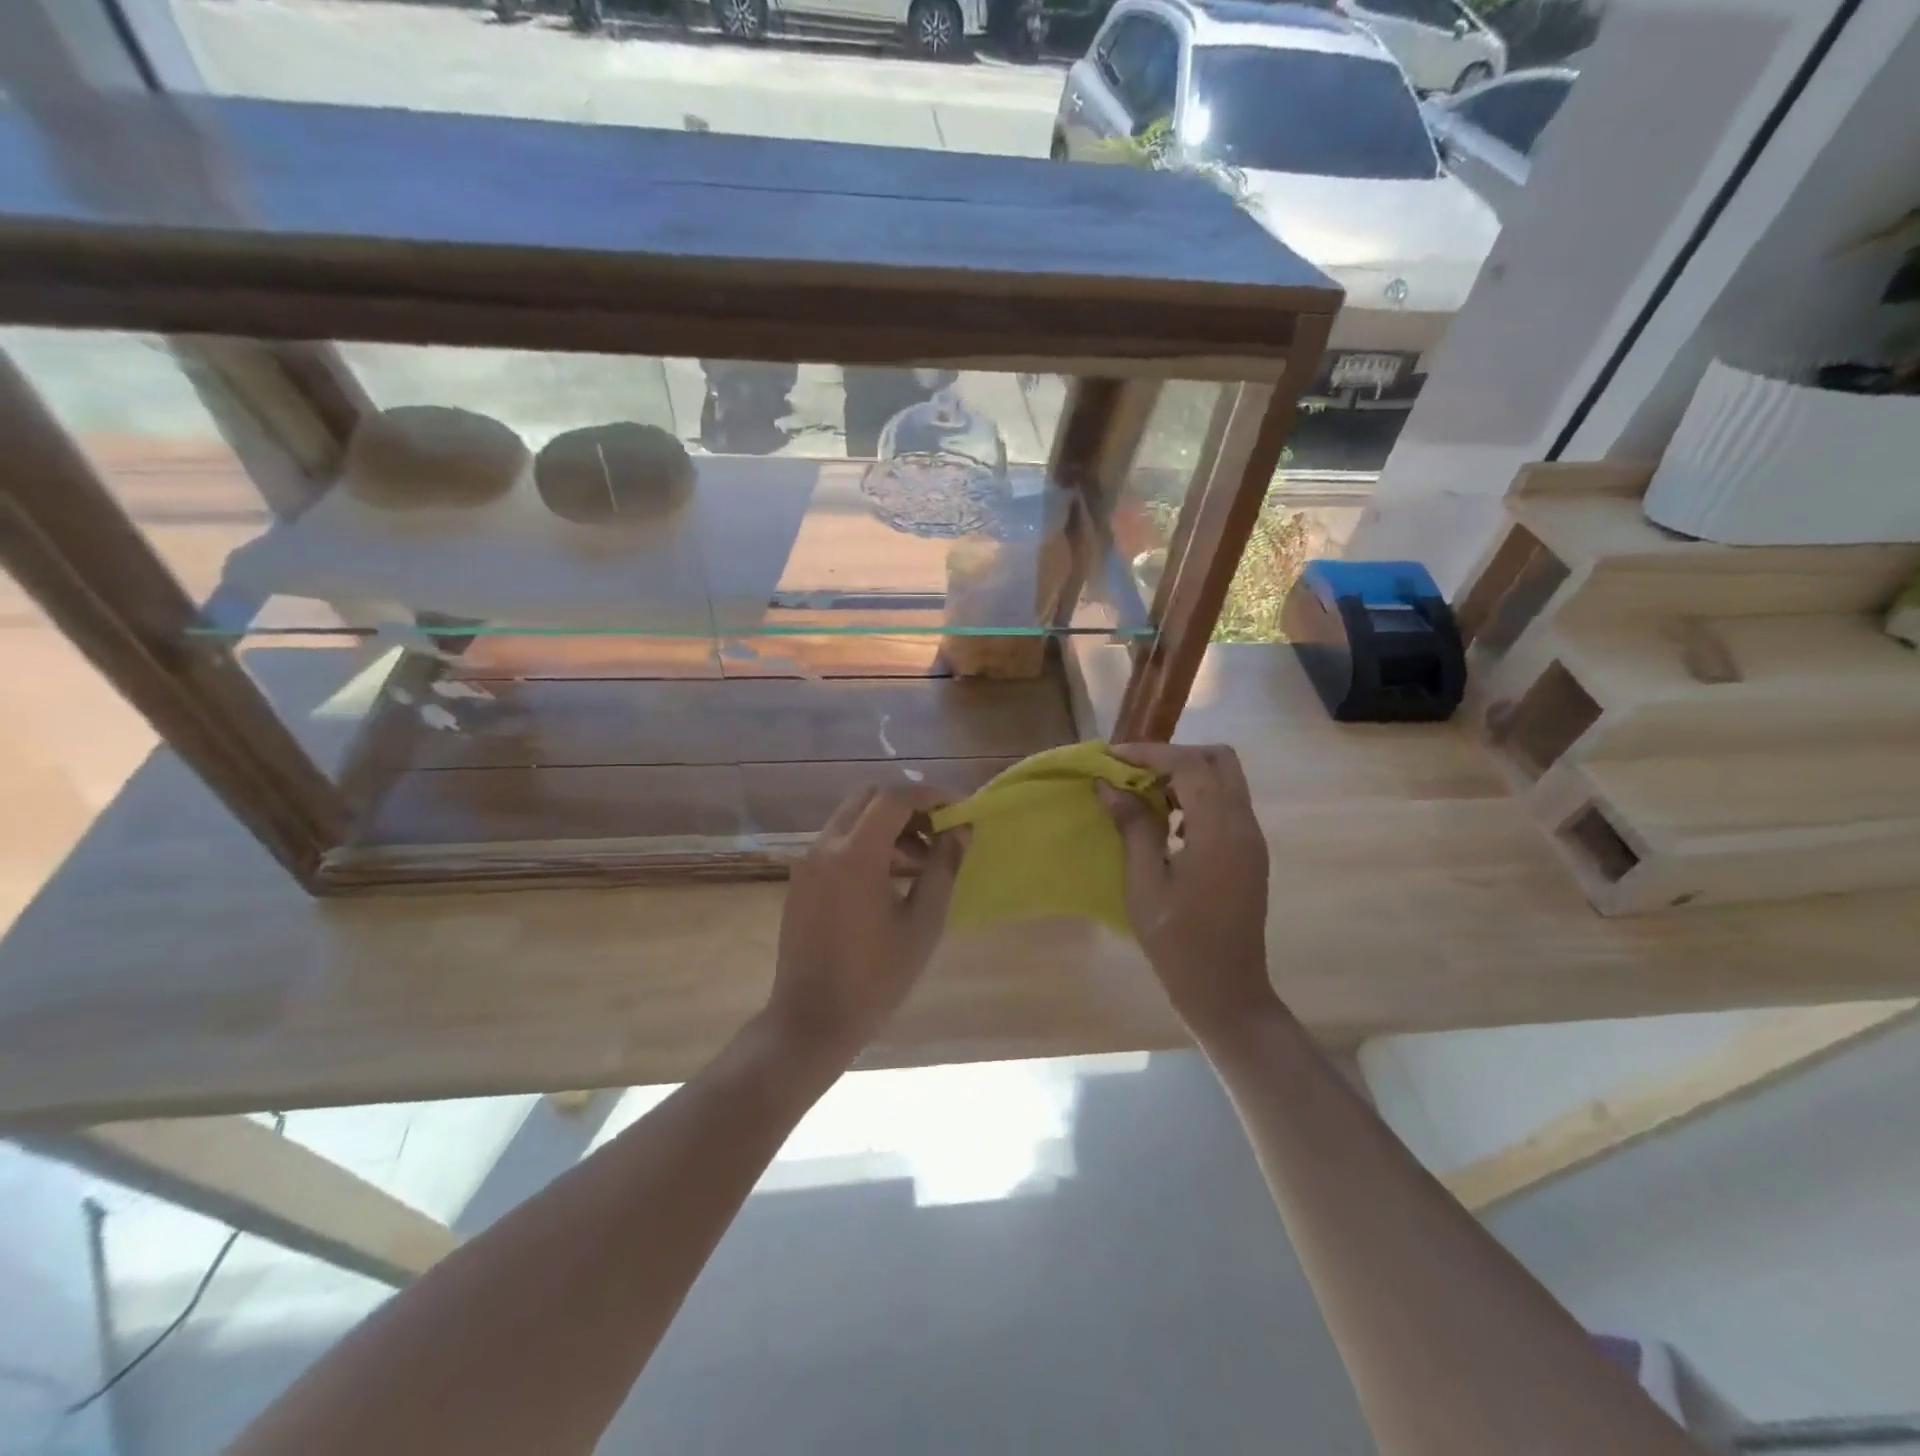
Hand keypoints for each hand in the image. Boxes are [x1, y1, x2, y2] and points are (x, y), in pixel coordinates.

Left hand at [766, 786, 967, 1065]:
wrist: (811, 1020)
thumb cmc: (876, 978)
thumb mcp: (923, 923)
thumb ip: (944, 867)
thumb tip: (962, 829)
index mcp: (855, 854)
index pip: (895, 796)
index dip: (931, 795)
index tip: (959, 810)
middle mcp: (825, 846)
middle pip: (870, 798)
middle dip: (909, 805)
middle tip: (940, 831)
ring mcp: (808, 862)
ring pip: (853, 818)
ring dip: (889, 825)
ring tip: (922, 861)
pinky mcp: (801, 879)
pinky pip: (838, 841)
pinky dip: (868, 842)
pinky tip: (891, 878)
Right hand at [1098, 744, 1277, 1035]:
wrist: (1226, 992)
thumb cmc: (1178, 942)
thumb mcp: (1145, 884)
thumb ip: (1132, 827)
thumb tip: (1108, 785)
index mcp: (1220, 830)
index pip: (1190, 764)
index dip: (1150, 753)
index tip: (1112, 757)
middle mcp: (1244, 825)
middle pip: (1219, 760)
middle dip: (1174, 756)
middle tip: (1134, 771)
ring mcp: (1251, 839)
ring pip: (1225, 780)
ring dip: (1186, 775)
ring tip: (1144, 796)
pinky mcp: (1250, 854)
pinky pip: (1227, 805)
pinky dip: (1197, 798)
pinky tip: (1169, 825)